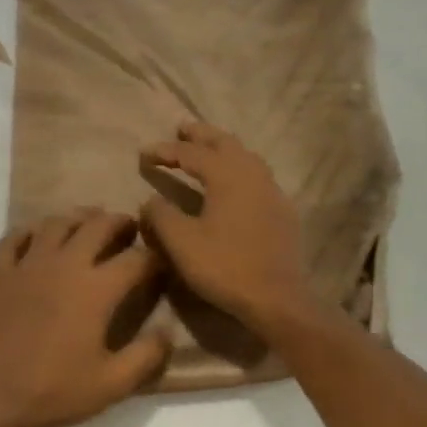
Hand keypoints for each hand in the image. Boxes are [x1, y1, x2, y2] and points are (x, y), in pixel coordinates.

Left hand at [0, 208, 169, 426]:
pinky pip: (12, 240)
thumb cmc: (56, 389)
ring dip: (77, 218)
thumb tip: (168, 331)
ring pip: (55, 223)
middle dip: (120, 222)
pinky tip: (36, 238)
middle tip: (130, 228)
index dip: (155, 258)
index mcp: (96, 289)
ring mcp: (28, 266)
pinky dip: (27, 233)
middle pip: (97, 225)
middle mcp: (64, 265)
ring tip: (89, 223)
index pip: (136, 259)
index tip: (162, 263)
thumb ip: (147, 355)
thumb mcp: (113, 383)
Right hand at [140, 121, 318, 336]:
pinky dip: (240, 168)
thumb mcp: (182, 243)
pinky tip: (235, 183)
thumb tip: (150, 200)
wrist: (277, 297)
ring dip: (223, 148)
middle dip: (201, 135)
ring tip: (207, 150)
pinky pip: (258, 176)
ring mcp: (272, 191)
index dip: (165, 151)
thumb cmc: (225, 267)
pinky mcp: (282, 210)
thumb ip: (161, 216)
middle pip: (225, 143)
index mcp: (227, 175)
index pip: (191, 154)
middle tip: (181, 129)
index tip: (144, 154)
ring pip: (246, 156)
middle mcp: (252, 174)